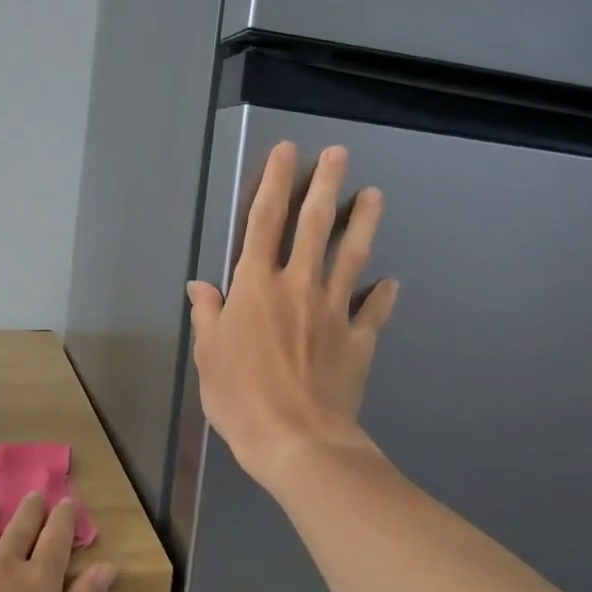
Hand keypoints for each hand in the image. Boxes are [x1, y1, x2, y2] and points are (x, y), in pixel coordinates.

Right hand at [186, 142, 398, 486]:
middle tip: (339, 153)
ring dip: (363, 224)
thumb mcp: (208, 356)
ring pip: (352, 257)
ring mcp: (334, 311)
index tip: (287, 152)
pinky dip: (382, 295)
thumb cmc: (240, 397)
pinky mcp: (359, 339)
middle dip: (325, 184)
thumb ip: (207, 315)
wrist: (296, 440)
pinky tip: (391, 282)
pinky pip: (373, 311)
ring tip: (375, 195)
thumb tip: (200, 285)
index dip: (275, 183)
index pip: (264, 222)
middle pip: (314, 226)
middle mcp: (298, 286)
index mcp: (257, 287)